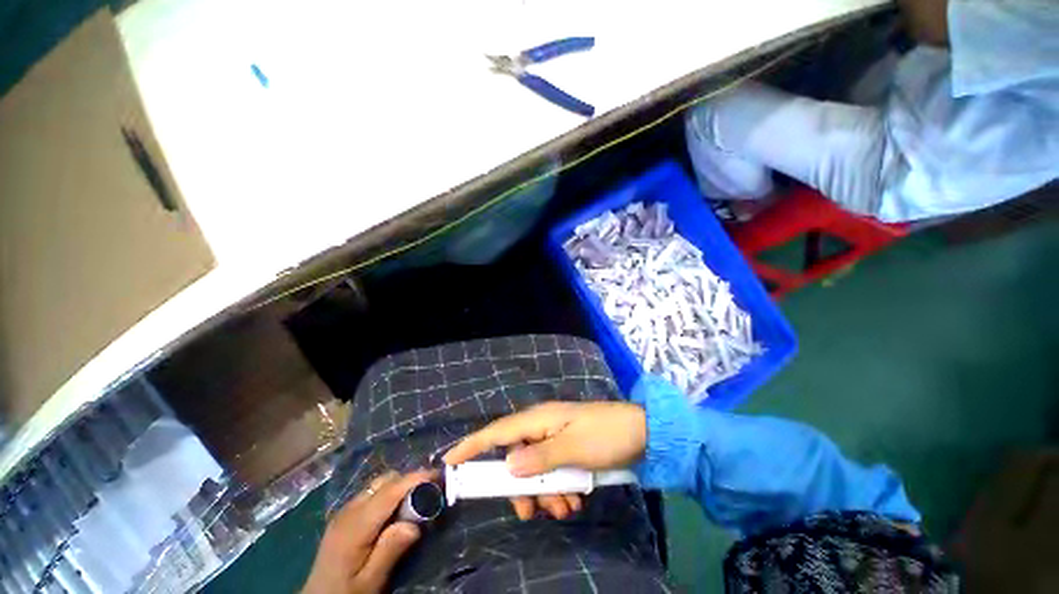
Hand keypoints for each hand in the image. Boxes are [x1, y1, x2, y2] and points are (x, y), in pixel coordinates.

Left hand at [302, 470, 435, 593]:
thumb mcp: (369, 582)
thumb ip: (389, 552)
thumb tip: (414, 524)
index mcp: (355, 526)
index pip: (390, 491)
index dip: (415, 478)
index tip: (439, 475)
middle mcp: (349, 510)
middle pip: (385, 481)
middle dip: (410, 481)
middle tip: (430, 494)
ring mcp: (345, 511)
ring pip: (379, 484)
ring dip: (400, 486)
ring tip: (416, 502)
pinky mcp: (345, 515)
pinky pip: (372, 493)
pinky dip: (390, 493)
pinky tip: (396, 511)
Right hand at [443, 401, 646, 519]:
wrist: (642, 432)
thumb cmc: (606, 435)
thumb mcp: (573, 448)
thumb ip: (539, 458)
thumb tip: (508, 466)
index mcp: (539, 419)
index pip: (498, 431)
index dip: (473, 444)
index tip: (449, 460)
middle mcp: (541, 427)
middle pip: (515, 459)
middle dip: (523, 488)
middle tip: (534, 511)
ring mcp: (554, 438)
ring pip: (534, 471)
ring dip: (546, 493)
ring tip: (567, 506)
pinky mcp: (567, 449)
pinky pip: (551, 472)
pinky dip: (559, 489)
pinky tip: (575, 498)